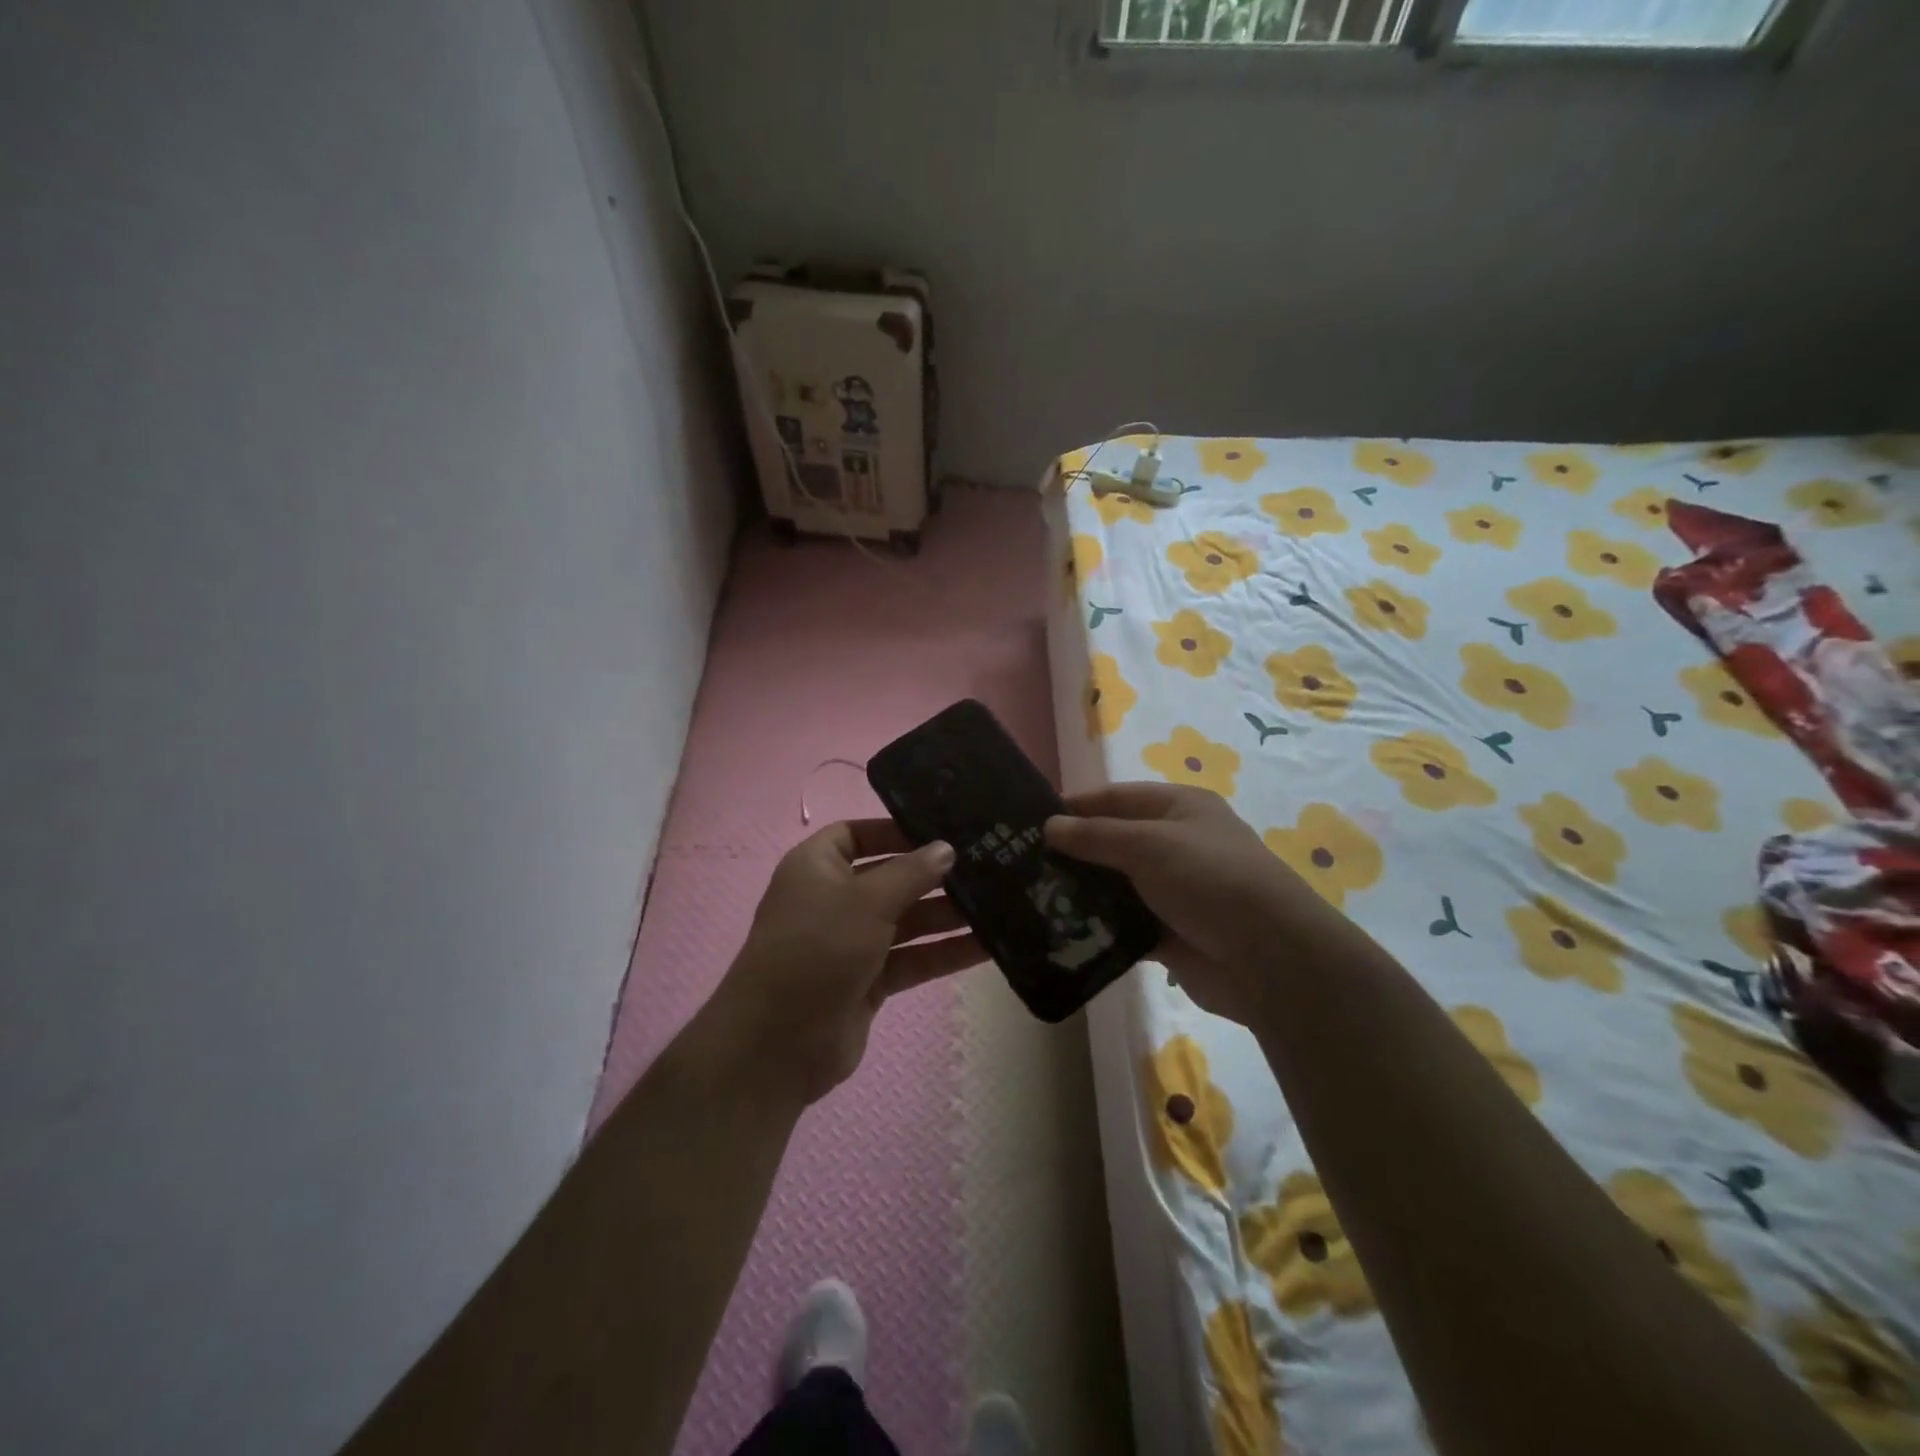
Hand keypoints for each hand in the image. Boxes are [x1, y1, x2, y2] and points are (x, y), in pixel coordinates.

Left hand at [704, 819, 984, 1105]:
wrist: (777, 1044)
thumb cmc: (817, 950)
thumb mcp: (866, 900)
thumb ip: (911, 873)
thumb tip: (946, 848)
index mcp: (817, 867)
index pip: (858, 834)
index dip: (896, 830)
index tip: (943, 831)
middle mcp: (834, 900)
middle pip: (890, 878)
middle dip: (934, 875)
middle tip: (988, 865)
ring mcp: (852, 943)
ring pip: (906, 920)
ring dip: (947, 915)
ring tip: (999, 903)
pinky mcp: (869, 981)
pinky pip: (912, 958)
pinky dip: (943, 953)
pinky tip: (987, 946)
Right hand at [1046, 782, 1339, 1024]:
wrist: (1270, 958)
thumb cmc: (1210, 879)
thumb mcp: (1149, 844)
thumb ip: (1095, 836)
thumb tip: (1049, 826)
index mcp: (1179, 808)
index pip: (1115, 798)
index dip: (1075, 806)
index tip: (1028, 821)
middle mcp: (1175, 844)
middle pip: (1112, 842)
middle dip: (1072, 853)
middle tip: (1021, 865)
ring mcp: (1172, 891)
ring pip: (1114, 885)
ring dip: (1081, 892)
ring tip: (1031, 899)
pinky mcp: (1167, 932)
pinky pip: (1122, 924)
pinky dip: (1097, 928)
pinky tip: (1060, 931)